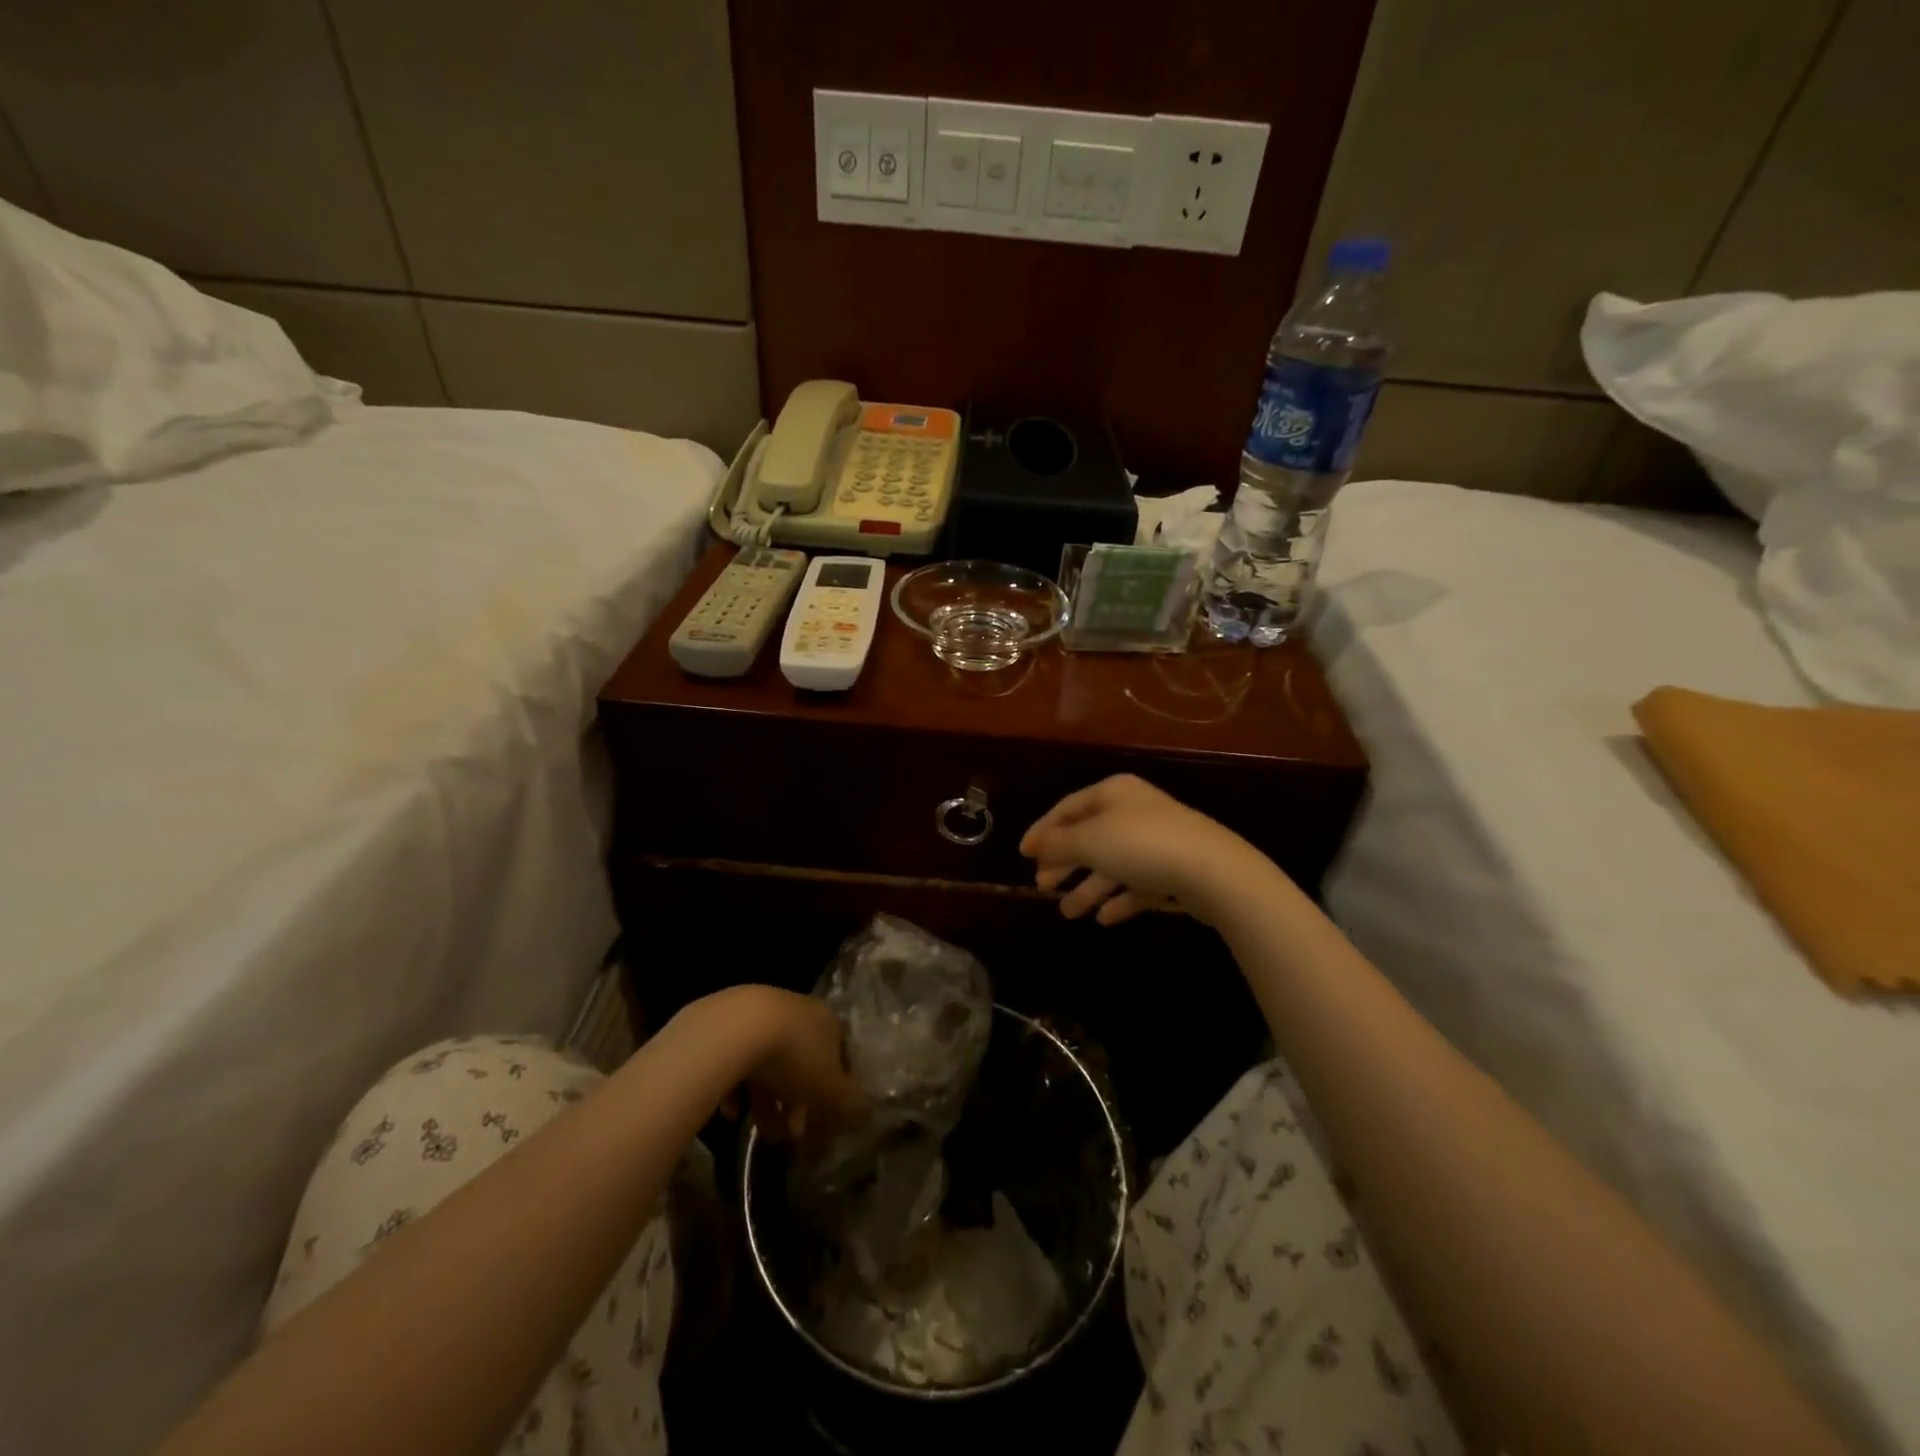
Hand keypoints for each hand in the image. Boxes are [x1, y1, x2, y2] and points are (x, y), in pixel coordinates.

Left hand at [742, 989, 866, 1142]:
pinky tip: (733, 1111)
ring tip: (762, 1133)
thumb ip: (851, 1106)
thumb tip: (867, 1117)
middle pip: (804, 1062)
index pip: (840, 1057)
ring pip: (770, 1064)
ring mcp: (761, 1015)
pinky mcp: (727, 1025)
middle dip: (800, 1103)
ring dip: (769, 1102)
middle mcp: (798, 1012)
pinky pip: (737, 1062)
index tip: (827, 1123)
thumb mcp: (831, 1090)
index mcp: (827, 1021)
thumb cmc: (794, 1057)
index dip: (836, 1093)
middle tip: (793, 1136)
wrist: (734, 1029)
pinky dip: (738, 1089)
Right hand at [1020, 774, 1270, 925]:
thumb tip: (1037, 844)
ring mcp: (1157, 841)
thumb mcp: (1089, 840)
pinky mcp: (1175, 870)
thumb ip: (1058, 843)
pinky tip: (1105, 918)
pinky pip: (1138, 884)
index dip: (1043, 830)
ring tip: (1069, 913)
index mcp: (1113, 793)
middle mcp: (1134, 812)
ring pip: (1113, 864)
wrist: (1212, 870)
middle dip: (1064, 862)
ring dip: (1089, 888)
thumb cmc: (1141, 845)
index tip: (1023, 855)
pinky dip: (1119, 898)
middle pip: (1089, 836)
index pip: (1068, 808)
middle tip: (1043, 885)